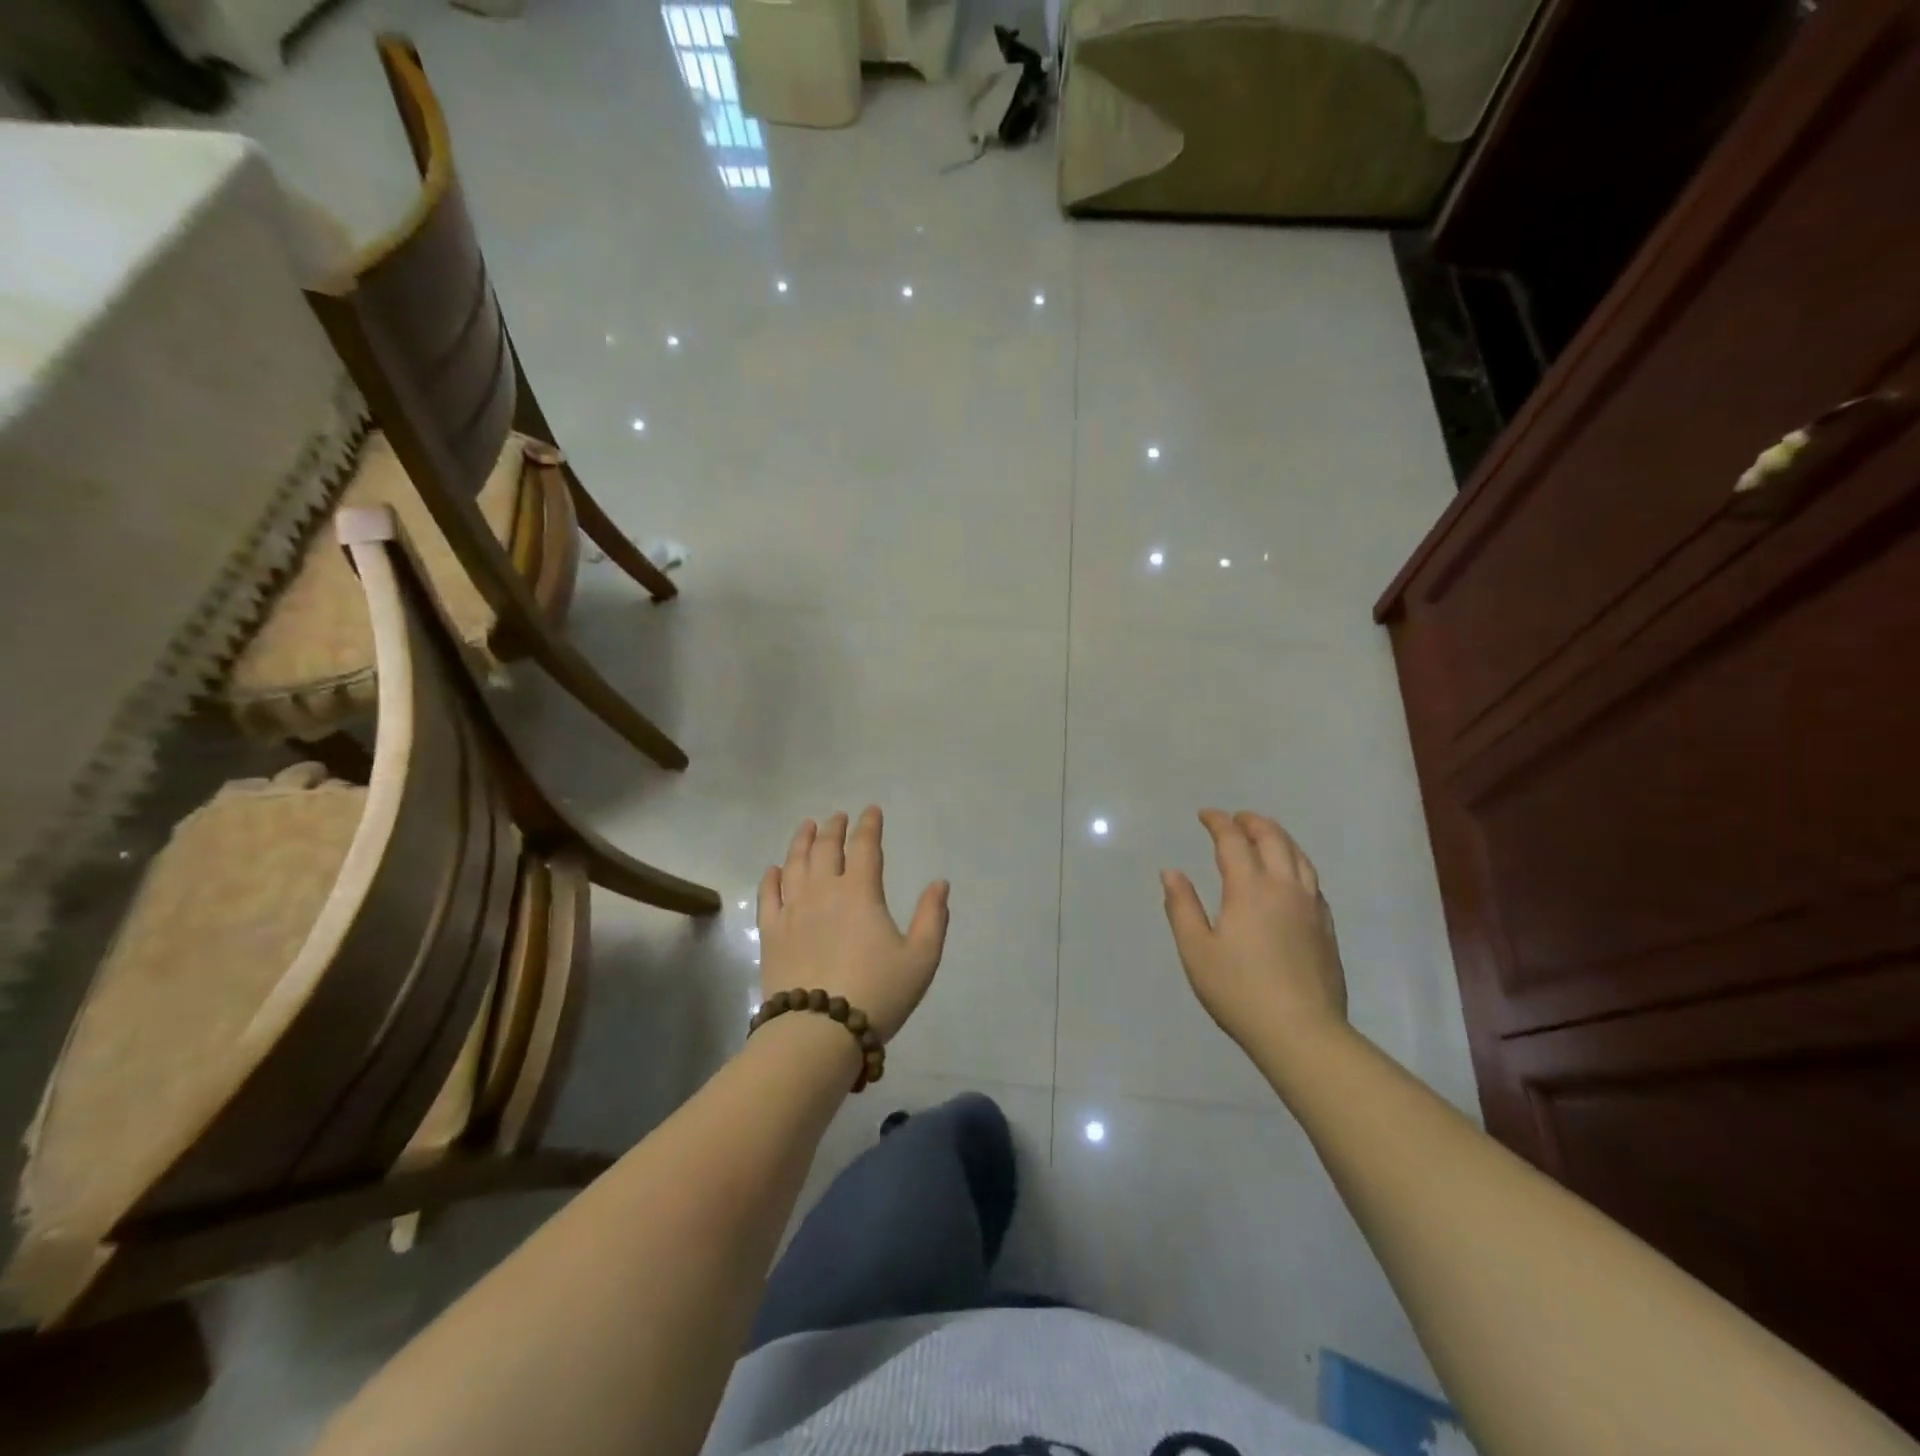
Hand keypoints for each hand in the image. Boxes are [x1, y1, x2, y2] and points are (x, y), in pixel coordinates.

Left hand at [758, 808, 949, 1042]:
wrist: (818, 1031)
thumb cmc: (877, 992)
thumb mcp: (921, 959)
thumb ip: (933, 918)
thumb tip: (940, 883)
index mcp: (861, 892)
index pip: (865, 847)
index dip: (869, 826)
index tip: (871, 811)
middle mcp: (824, 891)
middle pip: (826, 849)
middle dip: (834, 828)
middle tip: (837, 817)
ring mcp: (793, 910)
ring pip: (795, 864)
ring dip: (802, 841)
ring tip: (807, 827)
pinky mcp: (771, 933)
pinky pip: (769, 896)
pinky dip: (771, 878)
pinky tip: (774, 869)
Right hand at [1161, 809, 1347, 1054]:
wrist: (1301, 1032)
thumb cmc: (1239, 991)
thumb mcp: (1196, 951)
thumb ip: (1182, 907)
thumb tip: (1171, 873)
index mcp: (1250, 888)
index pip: (1233, 841)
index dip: (1218, 822)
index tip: (1205, 814)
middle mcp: (1284, 887)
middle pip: (1273, 839)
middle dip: (1252, 822)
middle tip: (1235, 819)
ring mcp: (1311, 906)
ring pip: (1299, 856)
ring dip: (1278, 837)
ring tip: (1263, 836)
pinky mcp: (1326, 926)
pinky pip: (1312, 879)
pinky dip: (1295, 863)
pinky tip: (1289, 876)